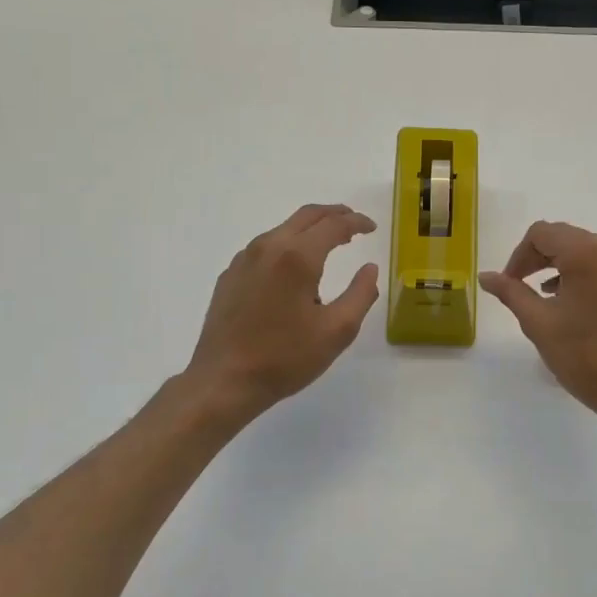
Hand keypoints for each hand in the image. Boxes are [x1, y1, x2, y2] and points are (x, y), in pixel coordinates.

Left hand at [183, 204, 378, 420]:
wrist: (223, 381)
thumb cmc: (285, 358)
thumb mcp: (337, 331)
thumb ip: (360, 294)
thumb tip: (369, 269)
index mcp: (298, 257)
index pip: (334, 225)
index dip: (357, 222)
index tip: (372, 228)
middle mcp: (269, 247)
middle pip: (306, 215)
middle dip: (334, 214)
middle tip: (353, 224)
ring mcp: (244, 259)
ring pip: (283, 229)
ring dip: (310, 229)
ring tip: (328, 243)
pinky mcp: (230, 275)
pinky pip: (265, 247)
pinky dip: (288, 245)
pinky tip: (293, 268)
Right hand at [480, 221, 596, 423]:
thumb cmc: (585, 356)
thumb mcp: (539, 323)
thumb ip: (511, 292)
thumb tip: (485, 276)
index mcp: (587, 252)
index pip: (542, 234)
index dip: (519, 256)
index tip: (509, 283)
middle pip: (565, 238)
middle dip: (538, 259)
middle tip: (521, 288)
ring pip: (585, 250)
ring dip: (560, 266)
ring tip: (546, 298)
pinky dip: (583, 274)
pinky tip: (573, 303)